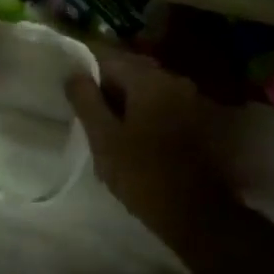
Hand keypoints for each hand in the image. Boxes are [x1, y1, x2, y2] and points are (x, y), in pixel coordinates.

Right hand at [64, 59, 238, 251]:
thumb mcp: (104, 138)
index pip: (109, 59)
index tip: (74, 94)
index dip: (87, 74)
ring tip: (110, 128)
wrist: (198, 215)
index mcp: (149, 79)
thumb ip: (86, 100)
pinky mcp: (199, 119)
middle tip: (90, 115)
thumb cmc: (143, 174)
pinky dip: (147, 112)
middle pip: (131, 71)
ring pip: (148, 89)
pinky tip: (135, 137)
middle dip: (108, 88)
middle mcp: (174, 80)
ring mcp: (191, 99)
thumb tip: (74, 73)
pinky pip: (164, 104)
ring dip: (128, 101)